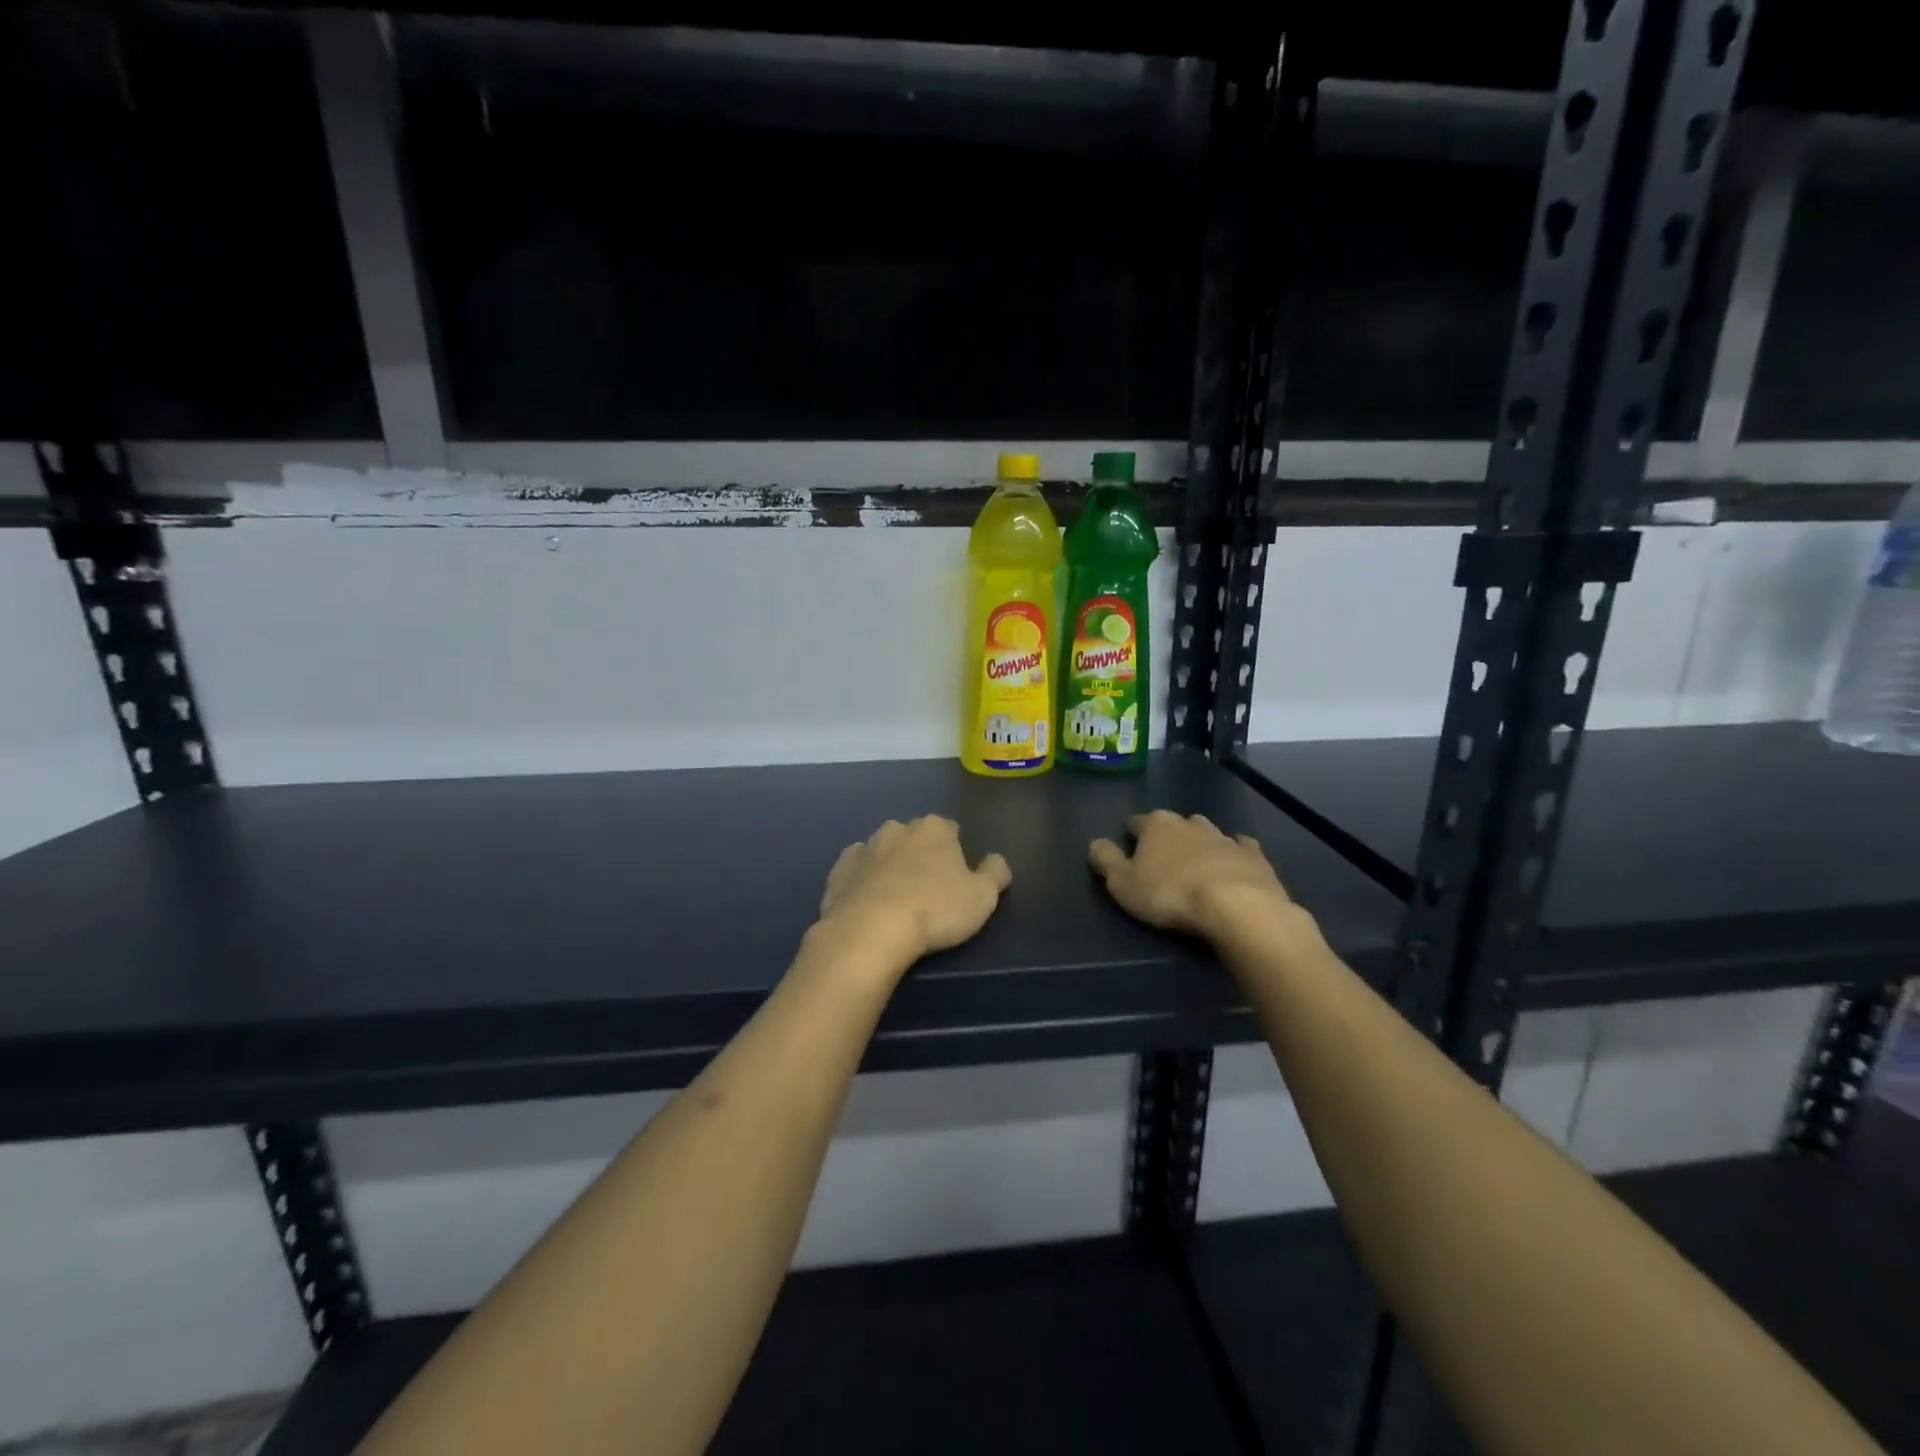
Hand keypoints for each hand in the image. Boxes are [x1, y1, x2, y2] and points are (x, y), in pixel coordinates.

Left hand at [817, 817, 1011, 966]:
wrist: (870, 931)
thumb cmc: (934, 910)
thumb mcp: (982, 897)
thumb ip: (995, 873)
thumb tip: (997, 860)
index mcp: (935, 828)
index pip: (951, 830)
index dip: (956, 853)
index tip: (957, 878)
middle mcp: (897, 828)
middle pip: (915, 838)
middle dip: (921, 855)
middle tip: (928, 891)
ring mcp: (864, 847)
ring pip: (883, 852)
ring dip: (890, 867)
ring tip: (896, 901)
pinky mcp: (838, 871)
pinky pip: (856, 871)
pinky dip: (862, 881)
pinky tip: (867, 903)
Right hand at [1090, 811, 1291, 938]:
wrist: (1237, 906)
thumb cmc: (1170, 895)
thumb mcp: (1123, 884)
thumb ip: (1106, 861)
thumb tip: (1095, 843)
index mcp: (1156, 825)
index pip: (1136, 822)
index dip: (1132, 835)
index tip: (1130, 850)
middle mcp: (1189, 822)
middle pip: (1173, 823)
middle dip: (1168, 836)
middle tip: (1164, 859)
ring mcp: (1224, 836)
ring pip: (1207, 832)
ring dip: (1200, 843)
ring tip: (1197, 863)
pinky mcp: (1254, 854)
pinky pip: (1241, 846)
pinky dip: (1235, 851)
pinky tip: (1234, 862)